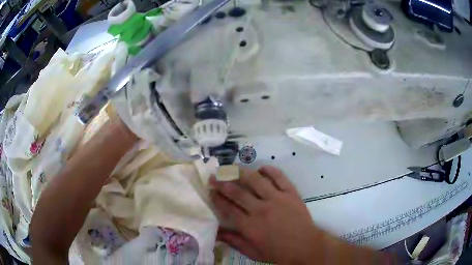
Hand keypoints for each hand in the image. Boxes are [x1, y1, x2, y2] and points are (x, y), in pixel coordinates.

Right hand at [210, 166, 319, 263]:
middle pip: (237, 192)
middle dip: (222, 183)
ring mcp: (277, 199)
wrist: (305, 246)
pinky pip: (279, 177)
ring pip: (256, 180)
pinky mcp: (291, 193)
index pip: (228, 208)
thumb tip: (216, 232)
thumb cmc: (278, 252)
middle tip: (214, 176)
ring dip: (241, 172)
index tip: (211, 191)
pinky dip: (269, 170)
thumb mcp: (253, 252)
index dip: (217, 198)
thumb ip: (234, 241)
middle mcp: (261, 209)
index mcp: (250, 226)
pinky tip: (261, 168)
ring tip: (232, 168)